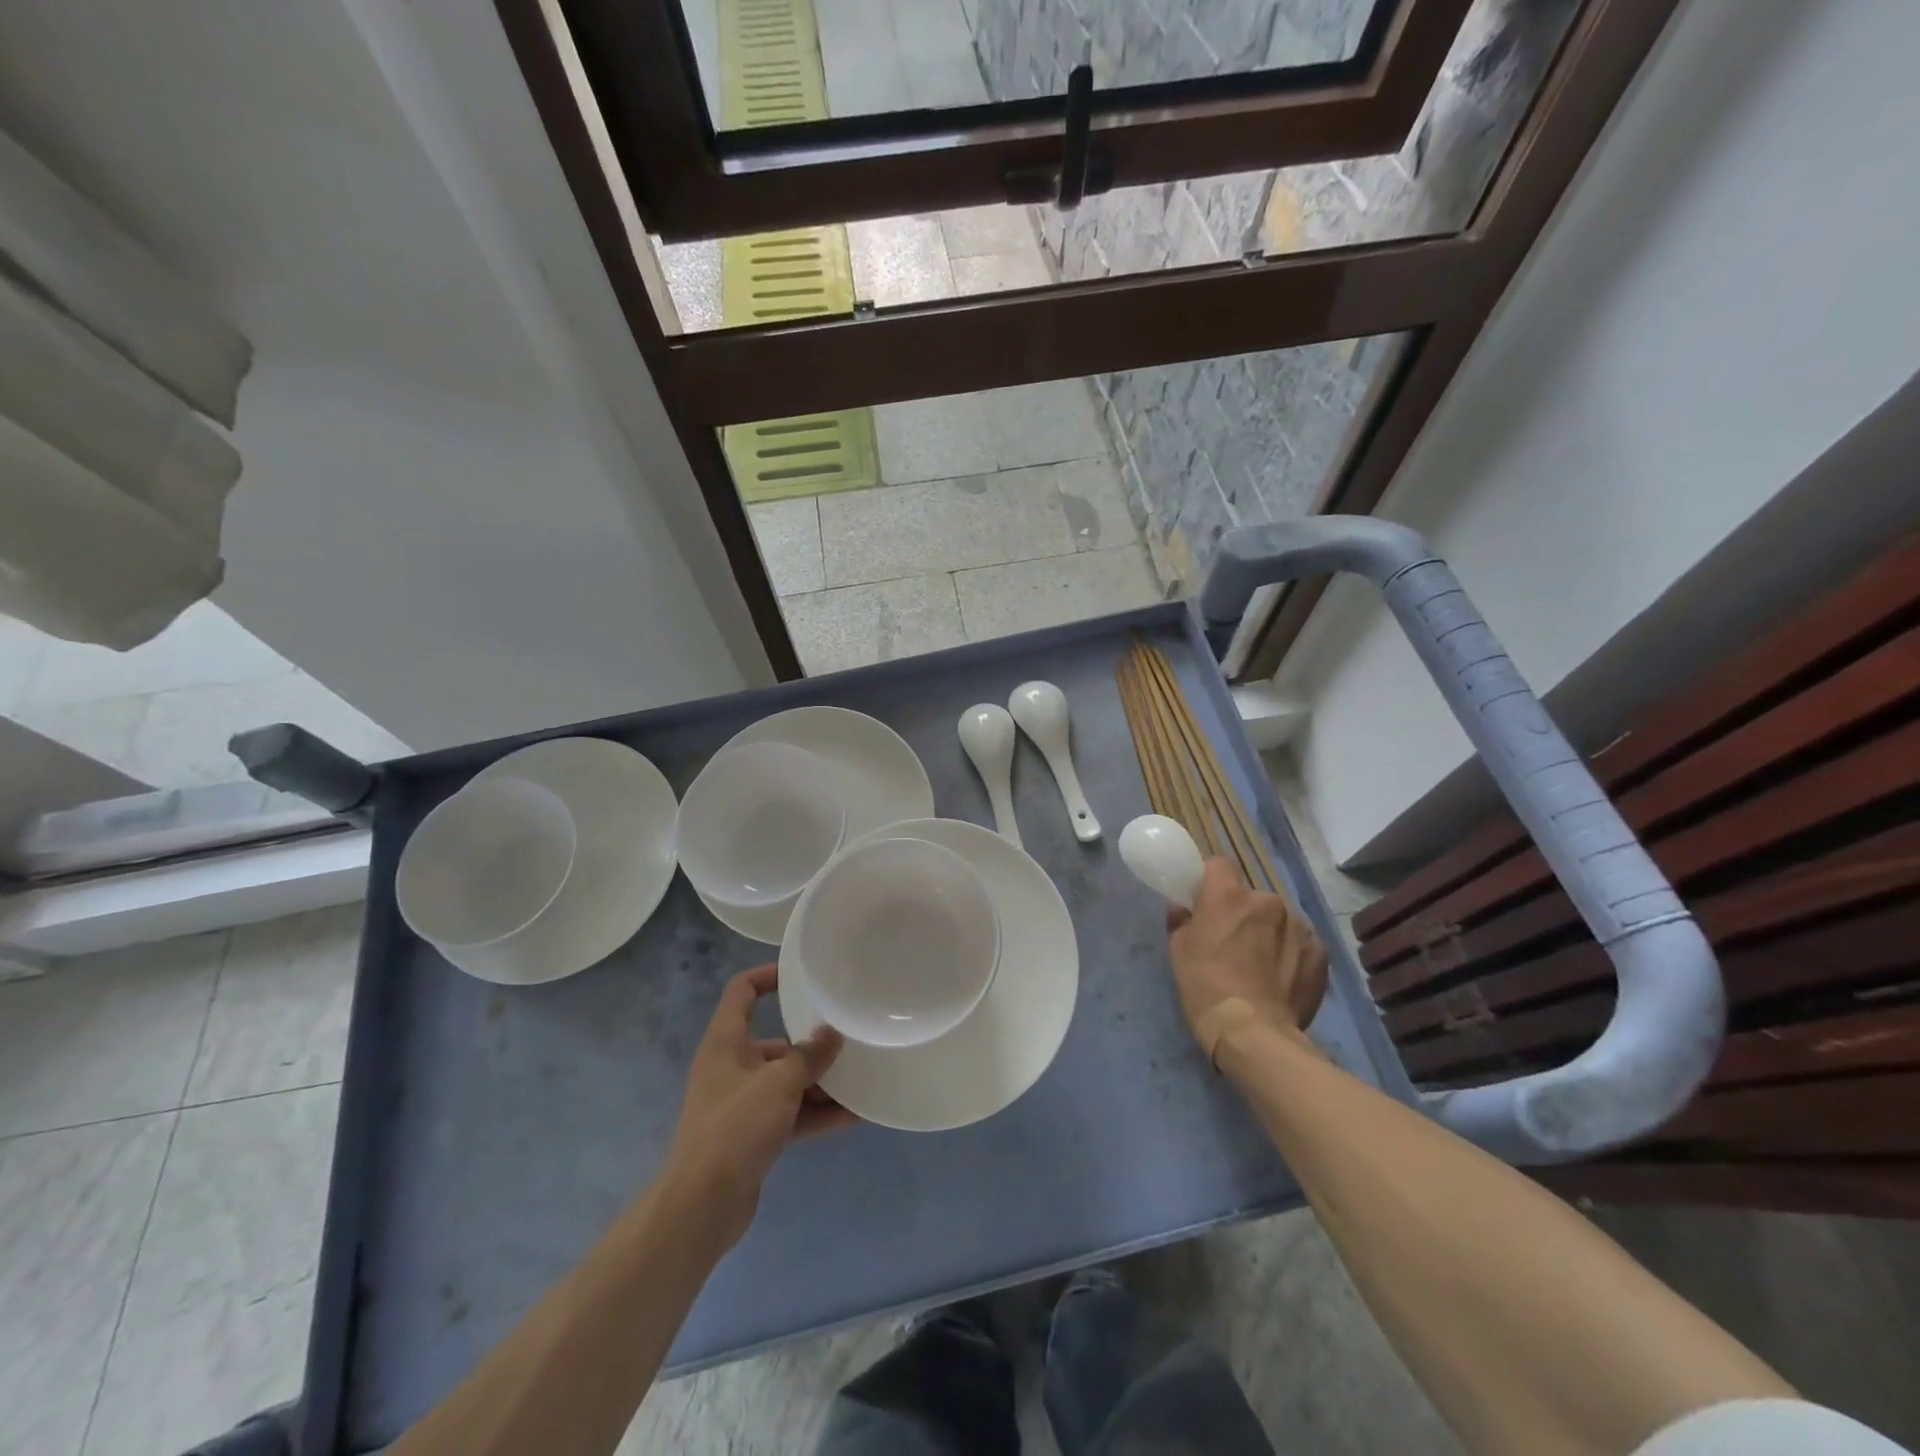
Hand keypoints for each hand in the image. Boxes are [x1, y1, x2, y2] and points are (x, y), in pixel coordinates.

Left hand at [660, 964, 855, 1247]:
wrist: (701, 1207)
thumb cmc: (735, 1129)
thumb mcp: (779, 1084)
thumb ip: (809, 1055)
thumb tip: (832, 1032)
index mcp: (726, 1042)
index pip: (743, 991)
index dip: (768, 975)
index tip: (802, 975)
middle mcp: (731, 1066)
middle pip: (775, 1042)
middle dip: (811, 1044)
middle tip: (848, 1039)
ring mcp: (741, 1103)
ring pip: (786, 1081)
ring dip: (819, 1082)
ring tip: (859, 1078)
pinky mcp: (751, 1136)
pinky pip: (789, 1113)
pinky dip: (815, 1113)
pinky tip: (851, 1116)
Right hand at [1167, 858, 1327, 1063]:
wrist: (1253, 1033)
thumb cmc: (1205, 986)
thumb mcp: (1178, 951)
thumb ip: (1181, 920)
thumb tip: (1182, 907)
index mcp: (1228, 895)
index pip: (1219, 864)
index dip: (1211, 879)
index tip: (1206, 899)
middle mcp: (1267, 901)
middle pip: (1251, 896)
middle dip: (1243, 912)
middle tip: (1233, 941)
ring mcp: (1298, 925)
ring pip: (1278, 919)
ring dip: (1268, 932)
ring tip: (1261, 965)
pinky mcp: (1319, 951)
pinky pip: (1299, 942)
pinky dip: (1290, 953)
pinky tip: (1281, 978)